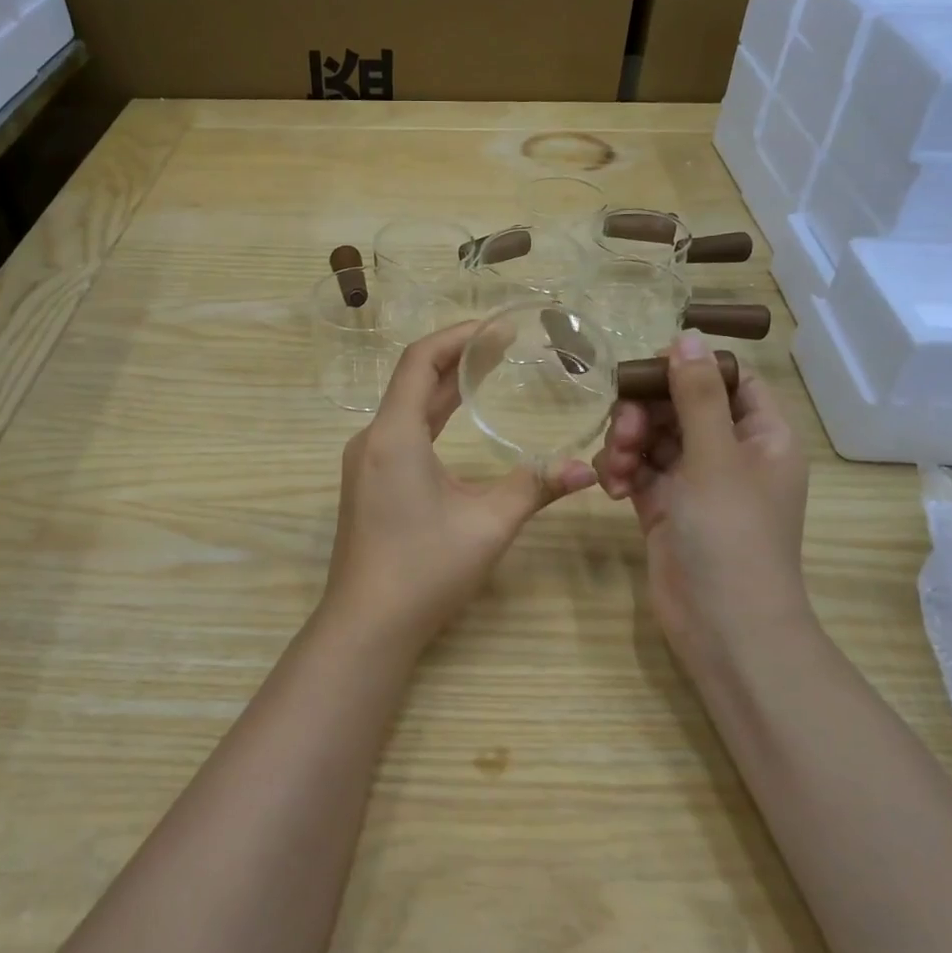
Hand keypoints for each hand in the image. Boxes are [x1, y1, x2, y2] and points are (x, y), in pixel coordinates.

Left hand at [323, 322, 595, 644]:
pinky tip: (459, 421)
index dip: (458, 336)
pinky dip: (432, 416)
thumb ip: (534, 488)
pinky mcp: (367, 483)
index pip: (420, 361)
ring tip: (488, 370)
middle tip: (505, 344)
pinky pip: (400, 432)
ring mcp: (364, 462)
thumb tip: (586, 470)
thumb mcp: (487, 524)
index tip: (498, 327)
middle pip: (413, 379)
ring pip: (406, 407)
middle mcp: (372, 439)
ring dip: (444, 387)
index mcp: (394, 435)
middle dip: (457, 357)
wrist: (367, 624)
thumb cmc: (424, 569)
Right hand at [592, 333, 812, 671]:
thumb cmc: (732, 535)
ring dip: (628, 444)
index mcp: (761, 436)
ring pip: (653, 438)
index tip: (649, 368)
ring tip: (618, 470)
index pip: (730, 381)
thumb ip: (696, 396)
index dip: (691, 368)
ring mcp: (694, 483)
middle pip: (681, 407)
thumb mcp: (715, 457)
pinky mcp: (664, 508)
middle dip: (646, 413)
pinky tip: (614, 491)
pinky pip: (638, 472)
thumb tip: (686, 336)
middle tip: (625, 431)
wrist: (722, 626)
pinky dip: (622, 474)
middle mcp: (729, 454)